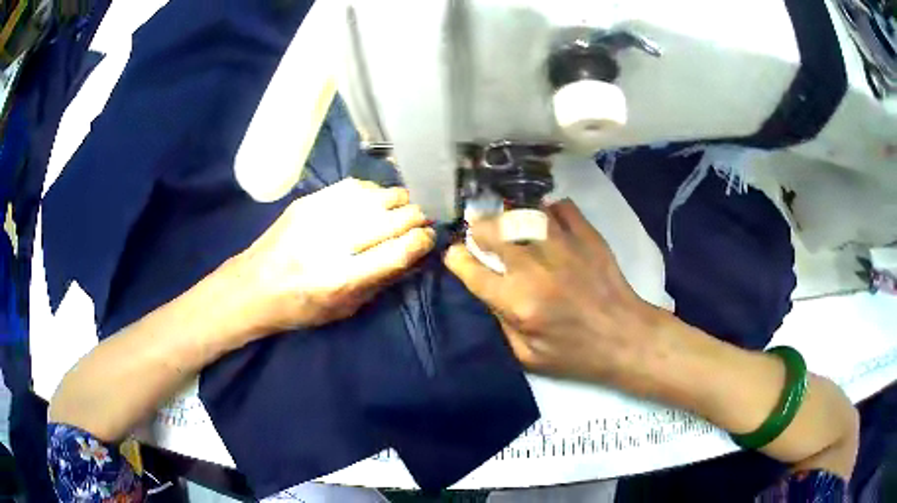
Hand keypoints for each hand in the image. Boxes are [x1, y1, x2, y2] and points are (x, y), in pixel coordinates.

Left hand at [236, 178, 434, 332]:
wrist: (252, 287)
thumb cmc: (299, 308)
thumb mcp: (343, 310)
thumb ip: (381, 282)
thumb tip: (414, 255)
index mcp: (341, 278)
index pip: (397, 251)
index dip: (421, 241)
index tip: (430, 237)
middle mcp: (332, 243)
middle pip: (390, 219)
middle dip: (415, 217)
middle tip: (424, 219)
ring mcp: (318, 216)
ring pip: (374, 196)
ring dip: (398, 200)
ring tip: (405, 207)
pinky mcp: (307, 202)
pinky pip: (352, 186)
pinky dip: (372, 191)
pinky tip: (377, 199)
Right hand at [444, 200, 660, 381]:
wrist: (625, 337)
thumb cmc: (576, 353)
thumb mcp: (528, 356)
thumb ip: (502, 323)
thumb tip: (488, 291)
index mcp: (518, 302)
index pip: (473, 271)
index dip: (456, 259)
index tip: (454, 255)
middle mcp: (536, 268)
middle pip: (493, 232)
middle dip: (477, 229)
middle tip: (478, 233)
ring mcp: (563, 247)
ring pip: (523, 214)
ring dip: (508, 216)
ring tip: (507, 221)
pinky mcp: (587, 237)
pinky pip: (561, 208)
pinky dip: (549, 210)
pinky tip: (546, 219)